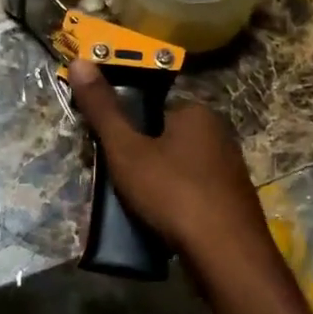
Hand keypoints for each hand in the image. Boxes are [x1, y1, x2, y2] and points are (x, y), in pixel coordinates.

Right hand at [67, 58, 271, 265]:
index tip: (106, 155)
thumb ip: (103, 109)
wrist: (226, 253)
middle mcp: (219, 135)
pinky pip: (193, 194)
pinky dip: (174, 205)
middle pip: (163, 140)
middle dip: (138, 161)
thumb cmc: (173, 193)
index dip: (123, 131)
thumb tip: (80, 60)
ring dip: (155, 186)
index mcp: (197, 113)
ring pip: (177, 170)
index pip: (150, 110)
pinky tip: (162, 224)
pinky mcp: (232, 201)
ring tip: (135, 210)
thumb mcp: (127, 150)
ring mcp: (229, 170)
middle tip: (116, 187)